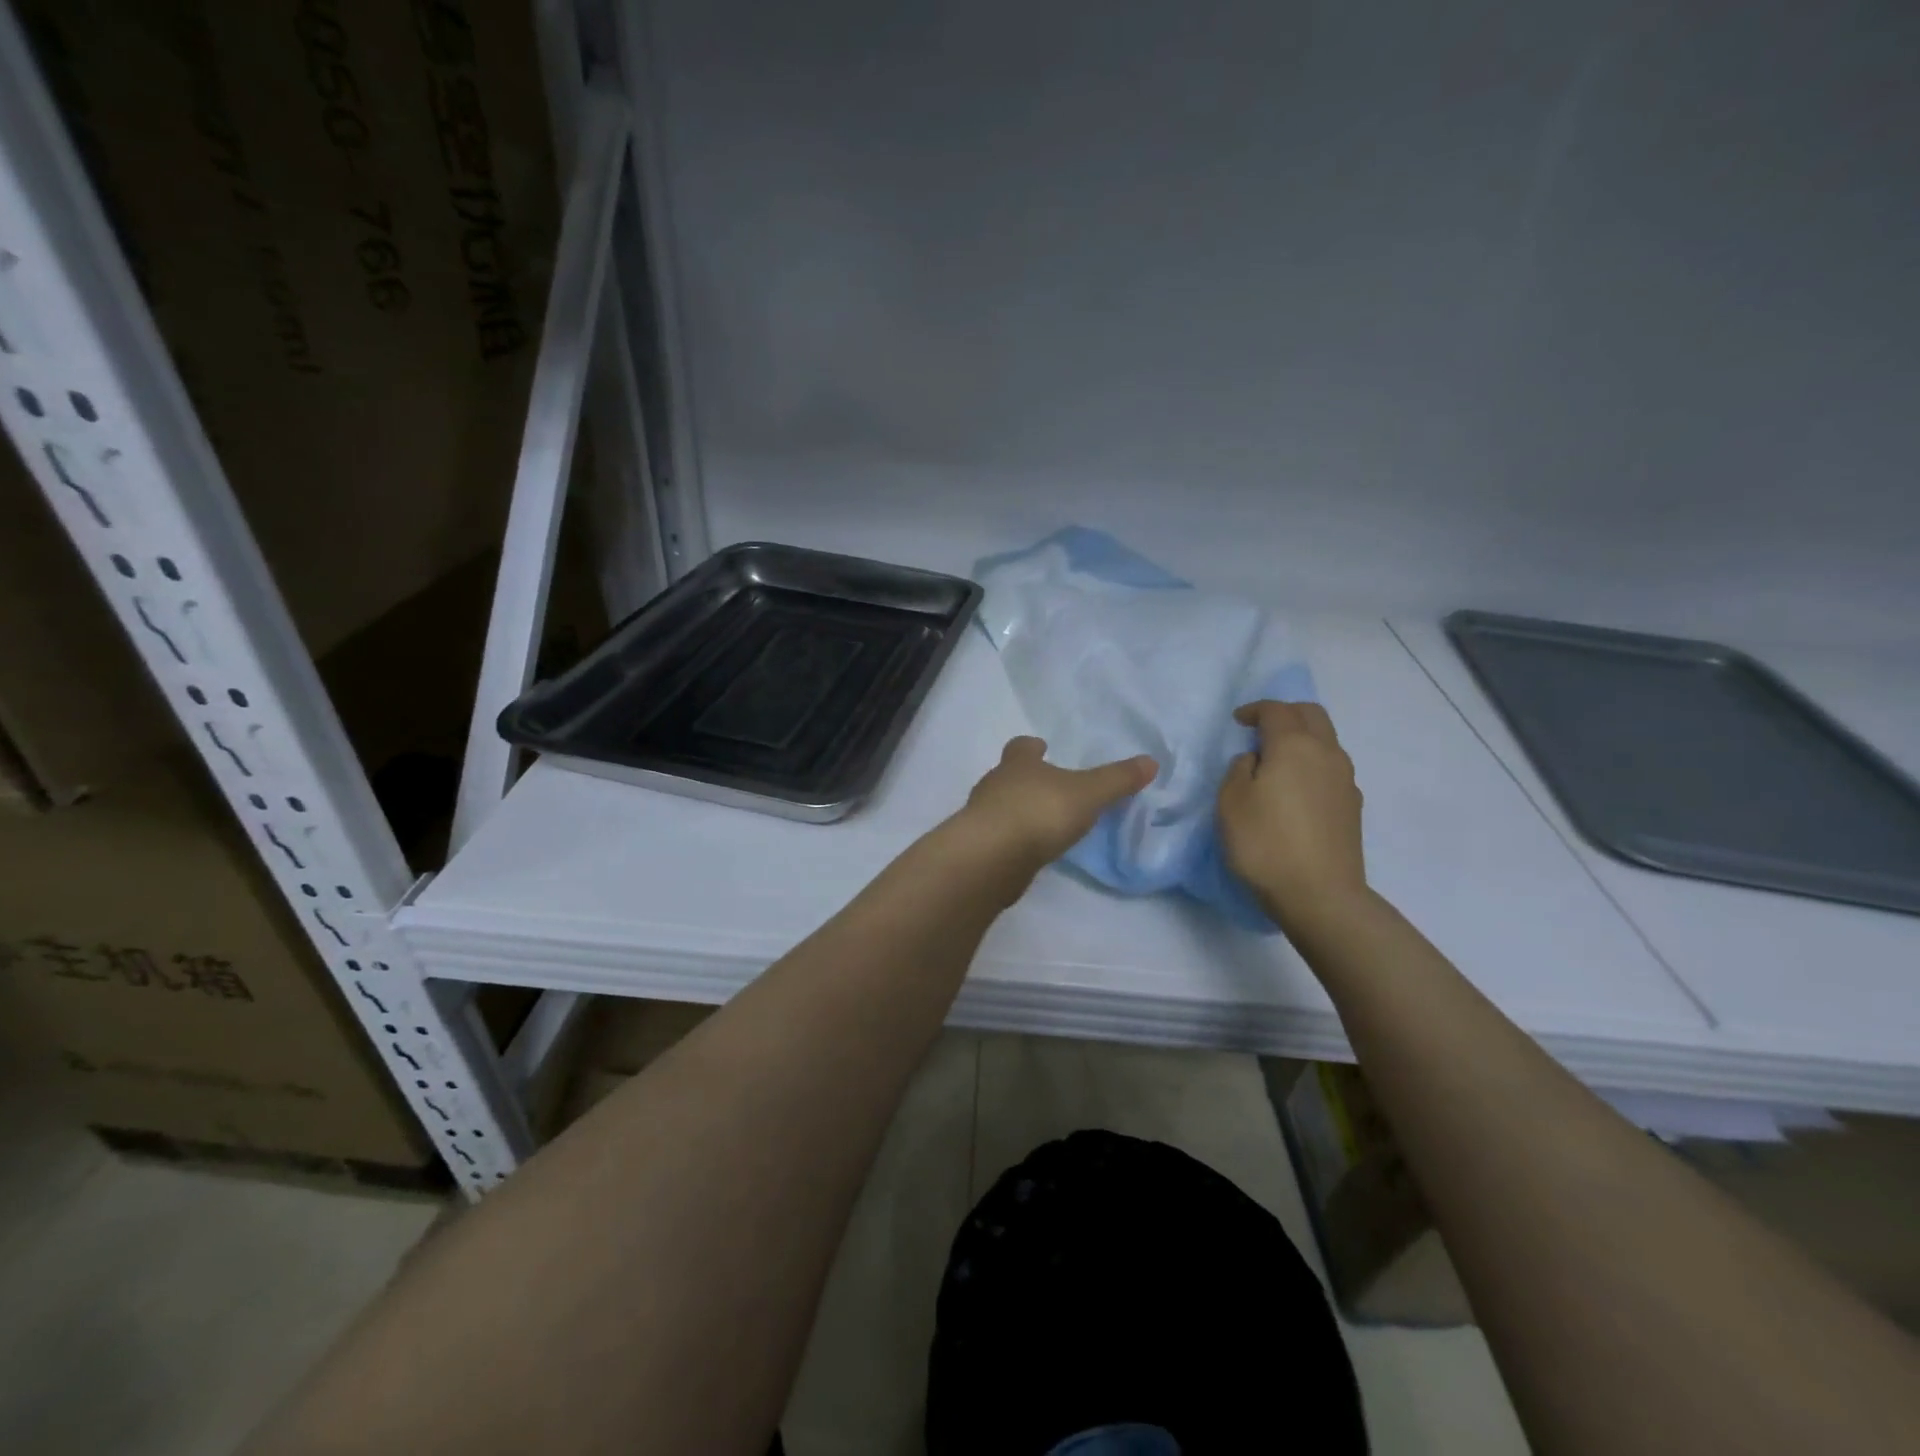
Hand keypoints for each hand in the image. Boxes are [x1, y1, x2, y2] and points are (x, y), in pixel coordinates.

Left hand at [955, 736, 1156, 874]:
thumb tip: (1151, 761)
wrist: (992, 857)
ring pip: (1001, 806)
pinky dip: (1013, 840)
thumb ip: (1117, 780)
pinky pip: (998, 837)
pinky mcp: (979, 848)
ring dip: (1018, 811)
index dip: (1032, 747)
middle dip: (1025, 779)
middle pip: (1008, 775)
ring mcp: (983, 817)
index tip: (1042, 747)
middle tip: (1048, 788)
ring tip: (1042, 823)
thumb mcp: (1088, 793)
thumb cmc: (1040, 812)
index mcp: (1018, 763)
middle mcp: (995, 784)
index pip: (1021, 747)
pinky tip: (1029, 851)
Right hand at [1217, 701, 1368, 935]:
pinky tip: (1297, 789)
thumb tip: (1256, 760)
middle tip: (1261, 729)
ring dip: (1302, 738)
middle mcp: (1326, 753)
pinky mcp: (1353, 806)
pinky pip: (1331, 768)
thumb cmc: (1265, 843)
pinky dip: (1313, 764)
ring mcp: (1345, 780)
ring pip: (1326, 741)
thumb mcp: (1231, 802)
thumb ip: (1239, 769)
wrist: (1320, 895)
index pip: (1276, 710)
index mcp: (1293, 746)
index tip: (1237, 721)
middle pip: (1311, 715)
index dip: (1254, 710)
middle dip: (1286, 713)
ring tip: (1278, 760)